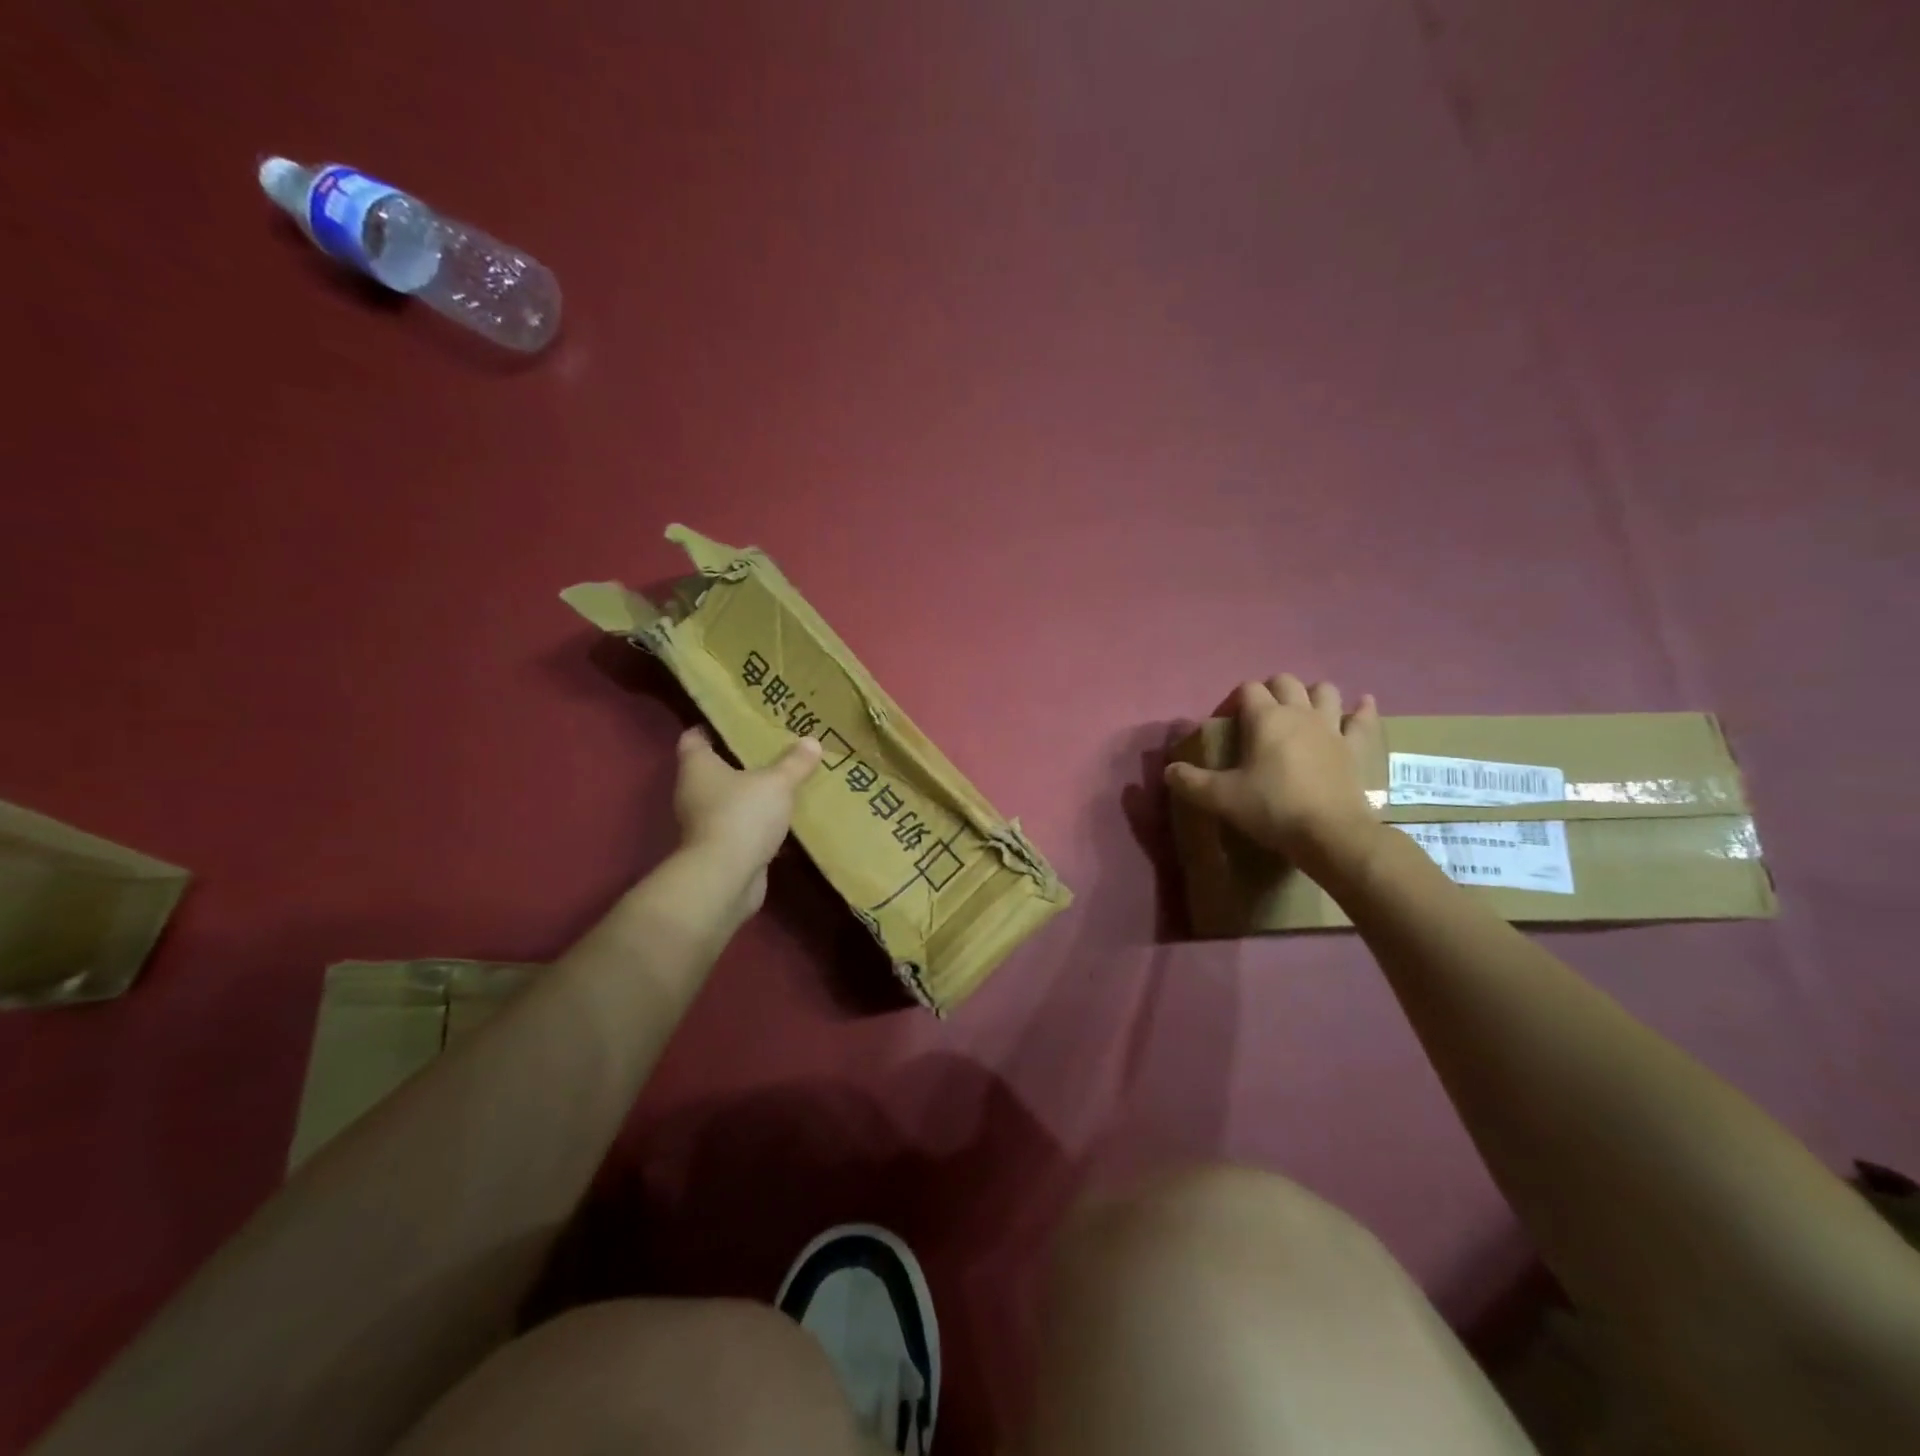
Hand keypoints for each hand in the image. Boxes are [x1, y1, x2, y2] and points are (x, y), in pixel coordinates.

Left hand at [673, 727, 820, 910]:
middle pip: (714, 770)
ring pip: (730, 800)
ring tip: (783, 783)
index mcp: (698, 768)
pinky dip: (759, 824)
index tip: (739, 723)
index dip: (712, 728)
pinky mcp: (720, 849)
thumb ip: (794, 763)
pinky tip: (785, 820)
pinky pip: (742, 828)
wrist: (726, 878)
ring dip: (751, 795)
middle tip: (772, 750)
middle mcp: (694, 793)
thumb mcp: (777, 783)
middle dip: (741, 761)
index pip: (694, 738)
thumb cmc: (743, 816)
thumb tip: (812, 741)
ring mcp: (705, 824)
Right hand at [1165, 675, 1383, 877]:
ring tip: (1302, 709)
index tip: (1228, 723)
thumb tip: (1168, 770)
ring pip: (1325, 692)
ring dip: (1312, 694)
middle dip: (1271, 690)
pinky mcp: (1356, 747)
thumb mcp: (1221, 798)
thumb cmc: (1272, 809)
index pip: (1248, 689)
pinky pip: (1363, 720)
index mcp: (1266, 718)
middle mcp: (1300, 713)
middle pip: (1286, 682)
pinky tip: (1362, 705)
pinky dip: (1362, 710)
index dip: (1235, 701)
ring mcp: (1332, 728)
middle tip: (1259, 715)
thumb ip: (1190, 782)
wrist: (1331, 834)